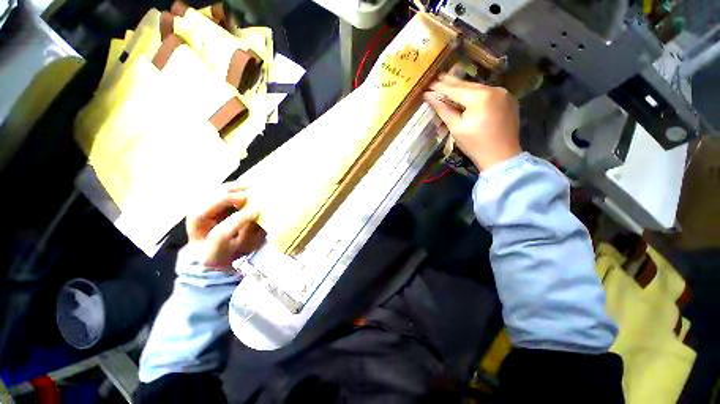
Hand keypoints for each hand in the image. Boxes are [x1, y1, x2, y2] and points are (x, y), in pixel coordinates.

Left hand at [186, 183, 265, 270]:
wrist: (219, 256)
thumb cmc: (239, 252)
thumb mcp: (248, 247)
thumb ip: (250, 231)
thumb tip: (255, 211)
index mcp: (210, 253)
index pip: (219, 235)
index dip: (237, 221)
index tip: (255, 211)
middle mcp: (195, 237)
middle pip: (199, 214)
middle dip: (223, 201)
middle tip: (246, 195)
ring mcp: (193, 222)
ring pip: (200, 201)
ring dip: (224, 191)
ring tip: (246, 187)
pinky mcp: (198, 210)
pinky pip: (208, 194)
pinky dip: (224, 189)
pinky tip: (240, 186)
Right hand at [424, 74, 520, 170]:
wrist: (501, 156)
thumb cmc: (475, 144)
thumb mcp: (456, 127)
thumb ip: (443, 110)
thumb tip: (429, 97)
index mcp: (480, 97)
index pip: (455, 89)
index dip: (440, 87)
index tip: (429, 84)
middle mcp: (494, 89)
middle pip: (467, 85)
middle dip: (452, 82)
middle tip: (438, 77)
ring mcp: (504, 94)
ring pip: (478, 88)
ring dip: (463, 87)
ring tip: (450, 83)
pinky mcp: (508, 100)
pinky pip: (488, 93)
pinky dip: (475, 93)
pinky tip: (467, 94)